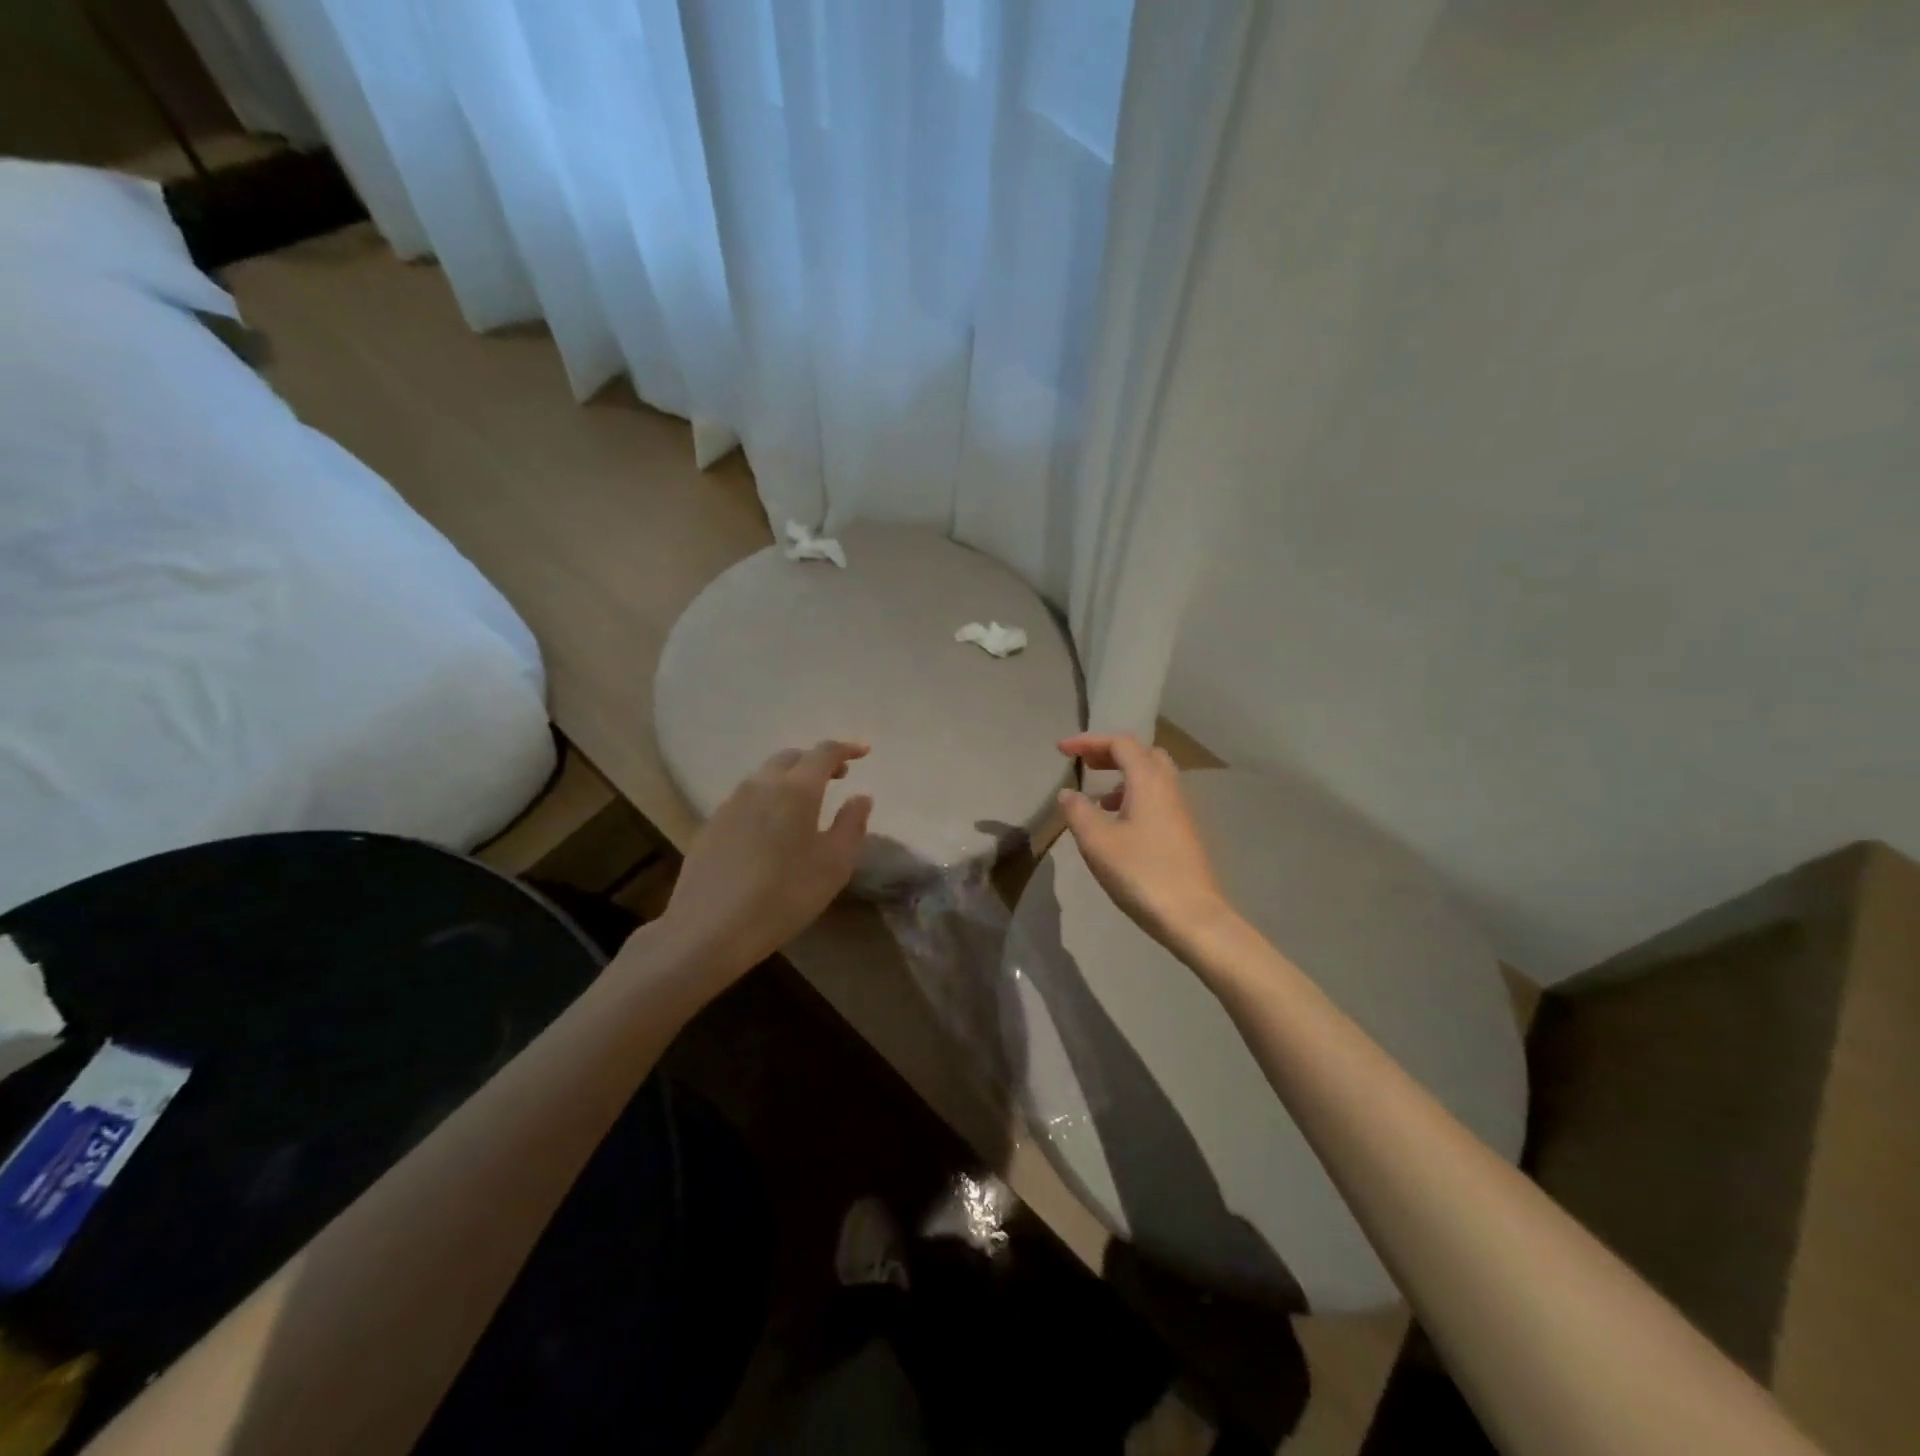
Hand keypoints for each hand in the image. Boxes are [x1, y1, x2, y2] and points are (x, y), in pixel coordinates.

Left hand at [661, 741, 872, 981]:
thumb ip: (852, 825)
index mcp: (796, 790)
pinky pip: (746, 798)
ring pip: (765, 776)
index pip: (824, 753)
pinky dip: (767, 798)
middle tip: (837, 776)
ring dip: (789, 778)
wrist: (709, 929)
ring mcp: (731, 803)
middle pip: (791, 758)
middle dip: (816, 761)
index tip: (864, 752)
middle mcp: (761, 785)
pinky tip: (770, 827)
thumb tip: (861, 797)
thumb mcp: (834, 865)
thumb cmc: (784, 895)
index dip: (846, 748)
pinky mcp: (711, 824)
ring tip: (805, 802)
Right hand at [1056, 733, 1232, 954]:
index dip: (1088, 741)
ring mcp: (1180, 809)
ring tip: (1097, 797)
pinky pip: (1156, 797)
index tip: (1061, 750)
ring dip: (1122, 776)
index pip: (1120, 743)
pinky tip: (1117, 824)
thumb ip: (1077, 811)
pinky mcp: (1183, 831)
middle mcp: (1168, 787)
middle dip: (1110, 753)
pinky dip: (1133, 795)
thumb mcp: (1097, 842)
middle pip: (1141, 753)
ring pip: (1152, 776)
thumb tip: (1068, 793)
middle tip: (1084, 765)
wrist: (1192, 916)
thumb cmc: (1141, 873)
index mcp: (1148, 780)